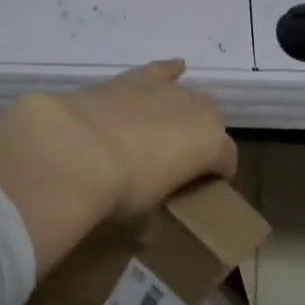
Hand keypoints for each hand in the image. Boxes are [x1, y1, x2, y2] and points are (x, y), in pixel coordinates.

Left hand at [0, 61, 236, 278]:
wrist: (77, 151)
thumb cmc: (122, 190)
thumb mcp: (143, 216)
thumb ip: (151, 220)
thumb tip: (143, 233)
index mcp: (212, 146)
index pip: (227, 160)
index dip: (217, 174)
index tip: (202, 188)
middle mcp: (199, 111)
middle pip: (211, 124)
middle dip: (199, 140)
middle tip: (175, 163)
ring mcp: (167, 90)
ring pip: (188, 97)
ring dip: (182, 112)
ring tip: (165, 129)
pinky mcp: (135, 78)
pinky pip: (162, 71)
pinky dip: (168, 72)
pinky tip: (173, 71)